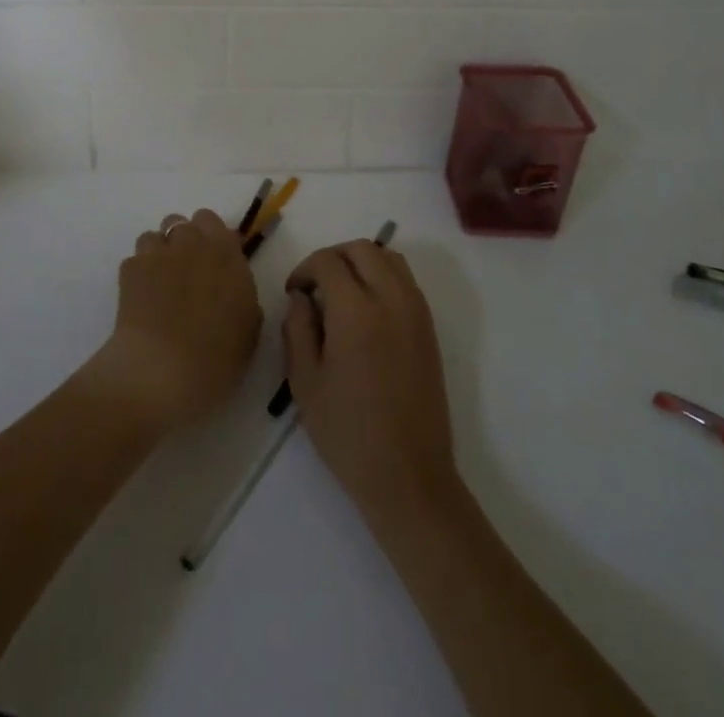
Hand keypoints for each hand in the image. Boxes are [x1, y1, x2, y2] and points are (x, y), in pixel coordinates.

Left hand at [88, 209, 260, 433]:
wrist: (162, 370)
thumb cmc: (217, 357)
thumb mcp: (248, 331)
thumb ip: (243, 298)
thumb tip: (232, 290)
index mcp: (226, 253)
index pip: (214, 223)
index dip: (211, 239)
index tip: (212, 262)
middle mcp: (193, 243)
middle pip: (182, 223)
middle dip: (183, 241)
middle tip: (186, 272)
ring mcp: (158, 253)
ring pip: (155, 236)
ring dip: (158, 253)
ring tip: (159, 284)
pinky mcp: (130, 269)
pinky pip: (135, 260)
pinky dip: (138, 274)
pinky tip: (141, 300)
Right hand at [282, 241, 459, 522]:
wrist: (408, 475)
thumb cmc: (348, 433)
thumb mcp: (305, 382)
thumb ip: (297, 328)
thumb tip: (301, 297)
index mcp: (356, 311)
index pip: (328, 262)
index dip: (304, 269)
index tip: (293, 293)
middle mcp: (392, 299)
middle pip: (362, 249)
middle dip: (333, 257)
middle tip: (314, 286)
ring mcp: (416, 310)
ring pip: (388, 258)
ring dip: (361, 262)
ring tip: (340, 293)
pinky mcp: (429, 326)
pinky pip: (405, 279)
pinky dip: (383, 276)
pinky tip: (366, 308)